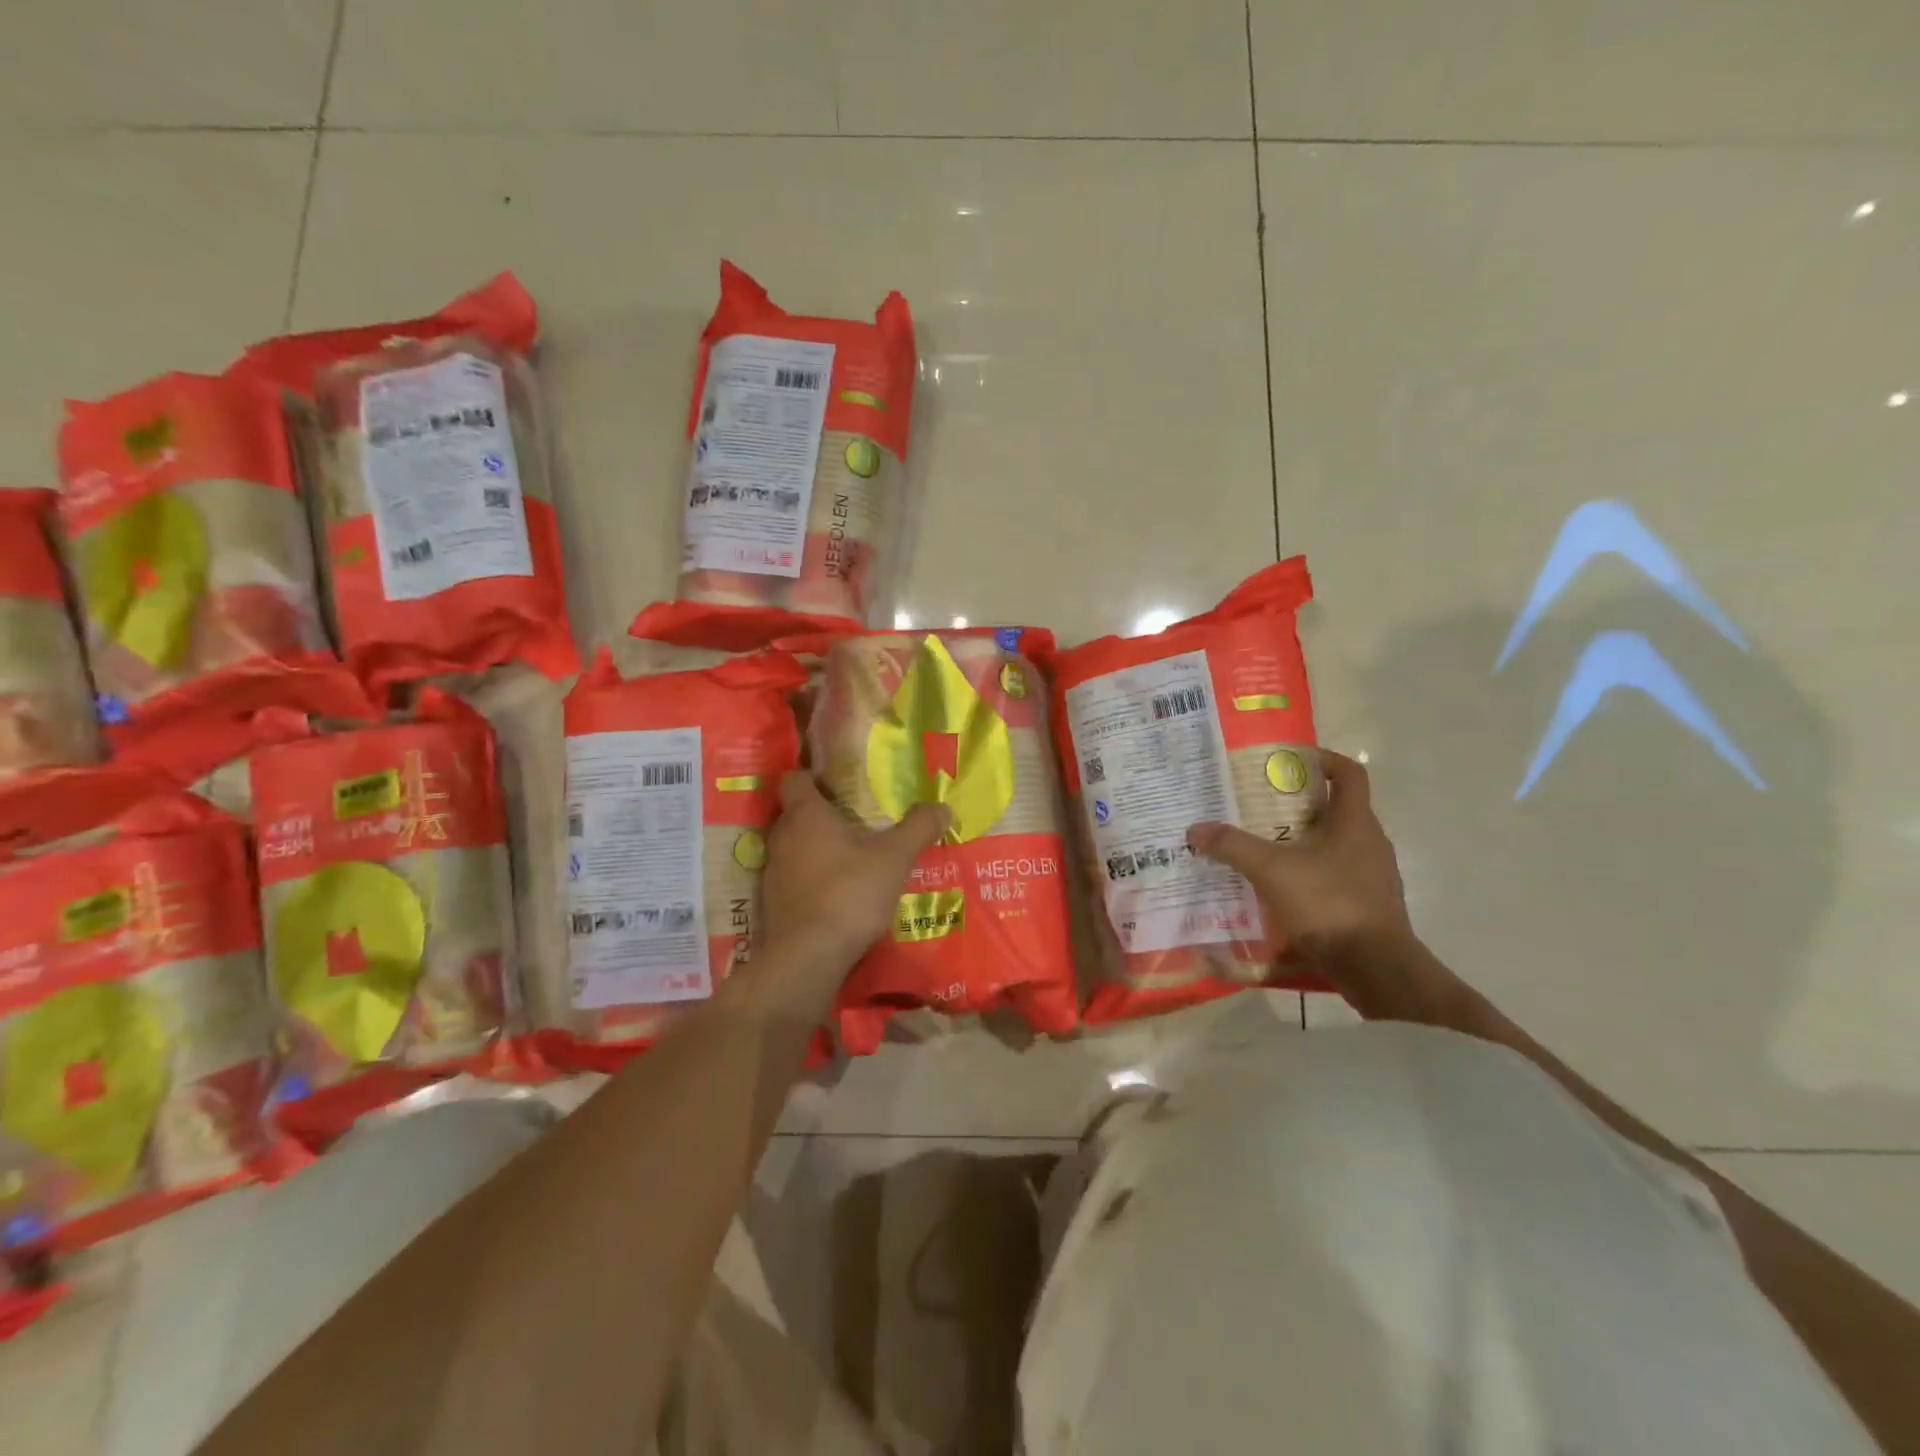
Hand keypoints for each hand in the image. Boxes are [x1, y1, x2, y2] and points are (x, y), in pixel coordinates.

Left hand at [756, 771, 950, 994]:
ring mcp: (774, 871)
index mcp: (805, 814)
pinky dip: (812, 878)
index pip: (794, 779)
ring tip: (852, 857)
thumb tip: (942, 806)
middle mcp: (782, 837)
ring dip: (817, 848)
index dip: (813, 777)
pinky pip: (793, 877)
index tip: (838, 784)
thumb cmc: (849, 893)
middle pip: (796, 813)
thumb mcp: (894, 858)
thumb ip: (918, 828)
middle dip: (822, 814)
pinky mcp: (773, 903)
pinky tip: (840, 892)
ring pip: (794, 847)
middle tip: (856, 819)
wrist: (807, 957)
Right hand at [1186, 750, 1412, 960]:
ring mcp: (1371, 877)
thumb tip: (1195, 828)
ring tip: (1261, 846)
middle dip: (1297, 804)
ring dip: (1301, 841)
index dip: (1323, 760)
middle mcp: (1369, 843)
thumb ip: (1233, 846)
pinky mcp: (1366, 906)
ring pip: (1333, 845)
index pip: (1349, 774)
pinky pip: (1333, 876)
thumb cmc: (1330, 905)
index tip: (1290, 760)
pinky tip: (1278, 888)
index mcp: (1356, 823)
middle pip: (1336, 809)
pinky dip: (1306, 874)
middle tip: (1258, 805)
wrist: (1376, 970)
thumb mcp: (1272, 871)